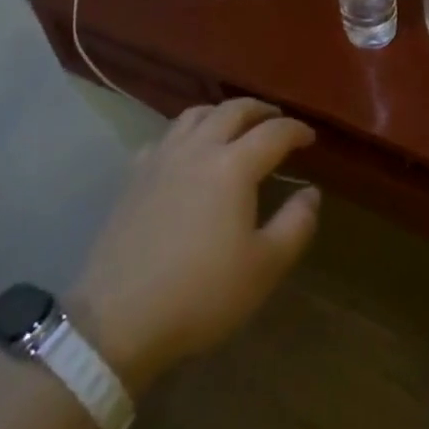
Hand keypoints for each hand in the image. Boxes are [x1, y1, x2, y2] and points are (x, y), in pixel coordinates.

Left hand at [65, 98, 318, 393]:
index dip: (296, 130)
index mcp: (233, 166)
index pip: (273, 133)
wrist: (118, 318)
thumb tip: (311, 192)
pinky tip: (188, 150)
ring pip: (196, 114)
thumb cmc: (200, 294)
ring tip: (235, 125)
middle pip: (233, 110)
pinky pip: (166, 136)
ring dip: (222, 112)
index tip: (310, 138)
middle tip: (276, 120)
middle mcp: (198, 148)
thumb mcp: (264, 267)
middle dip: (260, 110)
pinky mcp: (134, 175)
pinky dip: (186, 132)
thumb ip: (296, 224)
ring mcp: (161, 158)